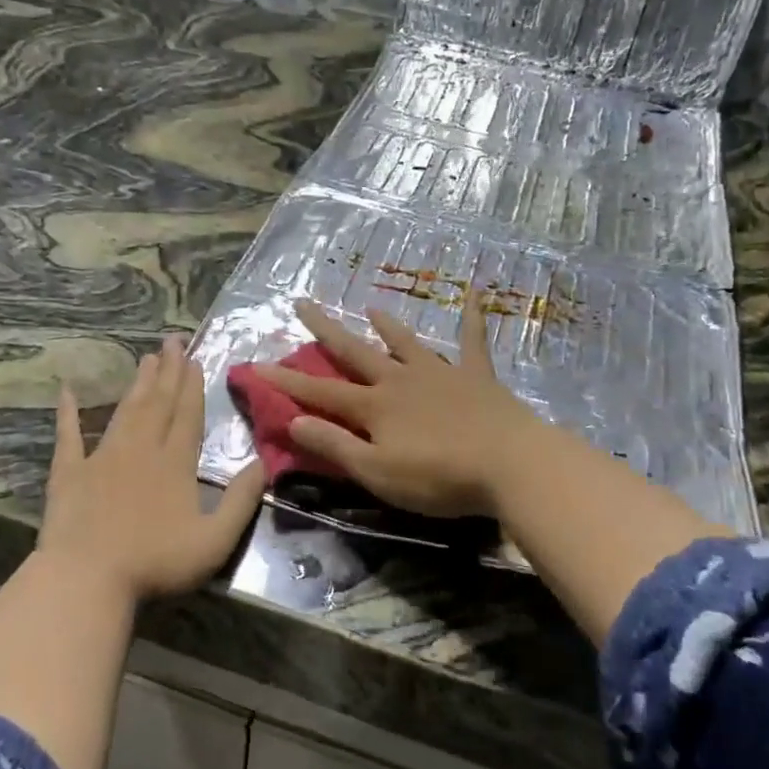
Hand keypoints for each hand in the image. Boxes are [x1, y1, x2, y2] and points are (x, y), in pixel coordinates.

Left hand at [37, 338, 263, 598]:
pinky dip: (68, 412)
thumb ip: (241, 500)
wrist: (87, 577)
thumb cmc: (155, 562)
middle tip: (171, 340)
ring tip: (145, 357)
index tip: (193, 358)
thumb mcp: (215, 540)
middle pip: (158, 403)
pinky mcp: (69, 472)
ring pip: (125, 411)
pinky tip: (67, 391)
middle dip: (167, 371)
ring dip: (136, 383)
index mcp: (175, 463)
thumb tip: (262, 463)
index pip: (187, 415)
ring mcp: (102, 458)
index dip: (192, 386)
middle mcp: (141, 449)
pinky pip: (69, 435)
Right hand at [253, 295, 547, 518]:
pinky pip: (473, 340)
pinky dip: (471, 316)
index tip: (258, 364)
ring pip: (405, 343)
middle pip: (355, 352)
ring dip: (386, 325)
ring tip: (370, 307)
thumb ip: (335, 445)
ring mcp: (440, 373)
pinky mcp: (476, 377)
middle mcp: (400, 381)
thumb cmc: (439, 478)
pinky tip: (475, 291)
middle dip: (326, 330)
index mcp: (374, 407)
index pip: (320, 392)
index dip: (288, 381)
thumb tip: (293, 420)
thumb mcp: (376, 472)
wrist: (510, 464)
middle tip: (303, 304)